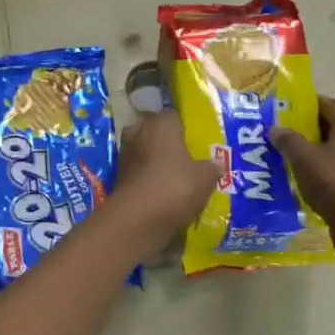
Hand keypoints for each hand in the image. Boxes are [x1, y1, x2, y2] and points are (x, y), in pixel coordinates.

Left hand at [112, 111, 217, 253]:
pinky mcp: (118, 175)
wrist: (136, 219)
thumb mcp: (205, 178)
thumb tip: (215, 165)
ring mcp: (125, 154)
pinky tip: (161, 189)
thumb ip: (211, 168)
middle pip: (153, 130)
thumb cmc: (174, 188)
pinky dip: (146, 176)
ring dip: (154, 159)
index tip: (195, 140)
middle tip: (184, 155)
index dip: (184, 126)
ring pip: (143, 150)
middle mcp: (139, 132)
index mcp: (161, 124)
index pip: (173, 115)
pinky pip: (137, 170)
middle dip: (165, 140)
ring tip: (174, 174)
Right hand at [270, 97, 334, 227]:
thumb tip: (276, 128)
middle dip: (312, 129)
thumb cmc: (334, 181)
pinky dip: (332, 169)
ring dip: (322, 151)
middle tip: (289, 138)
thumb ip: (288, 140)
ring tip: (299, 161)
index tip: (287, 113)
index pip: (328, 103)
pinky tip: (316, 181)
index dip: (307, 105)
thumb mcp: (303, 159)